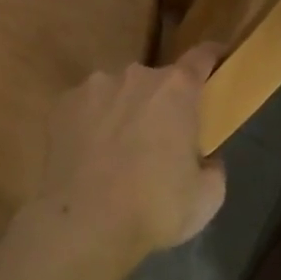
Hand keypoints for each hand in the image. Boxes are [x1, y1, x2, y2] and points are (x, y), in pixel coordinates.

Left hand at [19, 45, 226, 264]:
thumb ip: (212, 167)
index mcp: (175, 90)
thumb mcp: (206, 197)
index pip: (200, 58)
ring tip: (116, 153)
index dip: (211, 56)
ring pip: (117, 93)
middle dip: (160, 104)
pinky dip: (91, 124)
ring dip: (123, 113)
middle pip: (155, 82)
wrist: (84, 223)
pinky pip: (86, 108)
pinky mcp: (63, 104)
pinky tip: (89, 156)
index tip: (217, 57)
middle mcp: (134, 76)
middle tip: (159, 141)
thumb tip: (206, 159)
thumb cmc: (154, 207)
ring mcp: (94, 86)